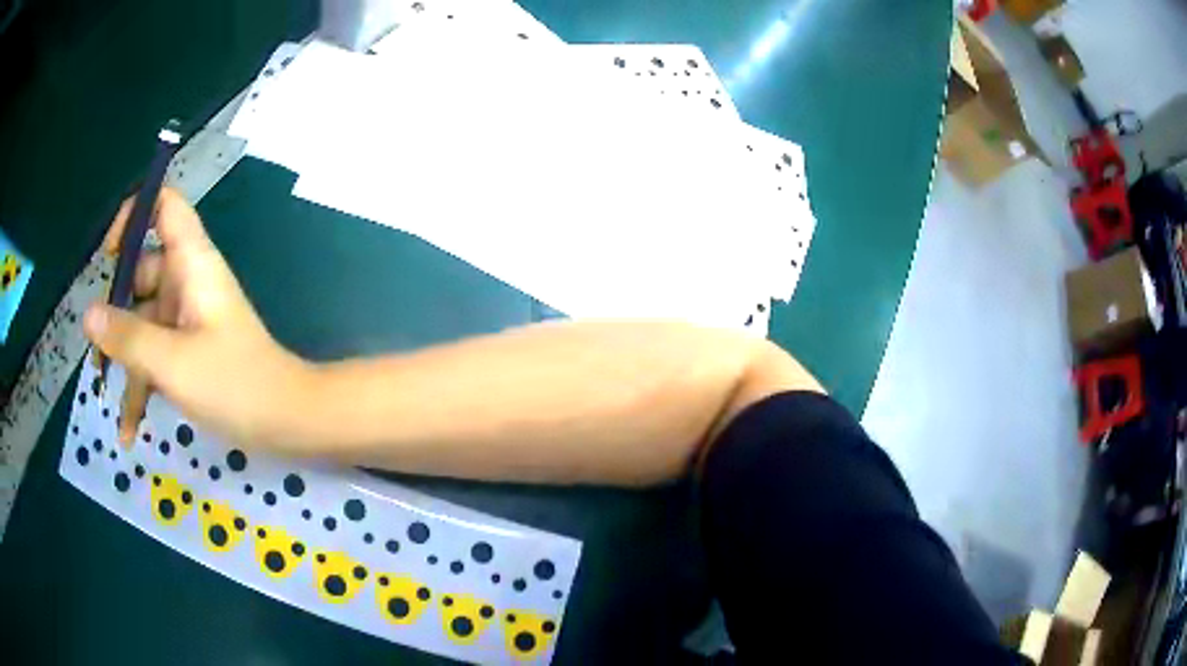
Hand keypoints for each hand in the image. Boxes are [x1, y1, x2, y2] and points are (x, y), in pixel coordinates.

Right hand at [86, 188, 312, 447]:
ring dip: (124, 360)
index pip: (165, 206)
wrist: (288, 421)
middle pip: (140, 273)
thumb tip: (87, 313)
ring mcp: (188, 317)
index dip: (134, 213)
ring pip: (142, 323)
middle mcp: (188, 281)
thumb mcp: (171, 361)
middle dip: (113, 312)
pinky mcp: (190, 350)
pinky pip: (156, 355)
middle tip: (96, 352)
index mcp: (191, 262)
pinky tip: (129, 431)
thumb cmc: (233, 384)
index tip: (107, 253)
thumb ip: (126, 336)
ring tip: (107, 399)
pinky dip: (142, 385)